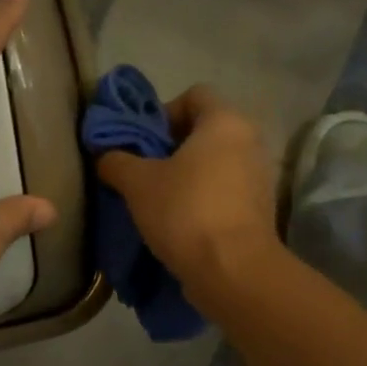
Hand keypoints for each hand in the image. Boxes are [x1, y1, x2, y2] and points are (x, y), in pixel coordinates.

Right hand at [95, 86, 280, 301]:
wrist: (233, 271)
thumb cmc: (185, 212)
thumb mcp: (137, 184)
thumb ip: (116, 161)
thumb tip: (105, 156)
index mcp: (226, 121)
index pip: (194, 94)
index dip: (163, 112)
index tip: (143, 142)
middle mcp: (251, 141)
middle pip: (206, 131)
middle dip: (172, 148)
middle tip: (144, 172)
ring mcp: (260, 177)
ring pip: (217, 164)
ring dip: (188, 177)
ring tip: (159, 201)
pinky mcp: (261, 209)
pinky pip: (227, 191)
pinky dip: (205, 199)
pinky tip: (181, 223)